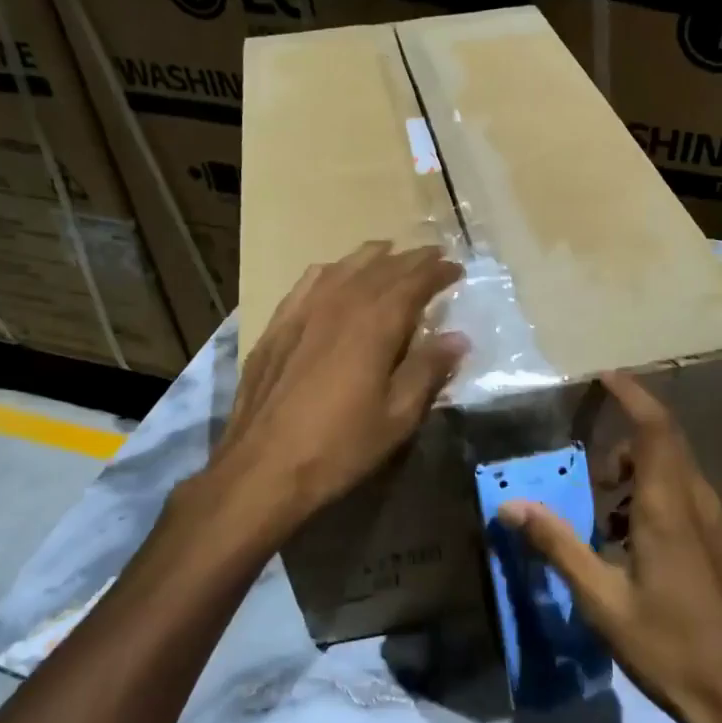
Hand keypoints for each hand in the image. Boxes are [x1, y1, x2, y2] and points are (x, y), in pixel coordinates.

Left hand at [197, 241, 467, 545]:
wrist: (263, 468)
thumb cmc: (340, 446)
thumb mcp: (397, 416)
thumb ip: (428, 370)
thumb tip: (458, 338)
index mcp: (375, 323)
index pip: (414, 281)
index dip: (437, 271)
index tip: (456, 268)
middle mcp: (340, 303)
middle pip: (381, 268)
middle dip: (410, 260)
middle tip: (432, 257)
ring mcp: (303, 311)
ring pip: (343, 268)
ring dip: (372, 258)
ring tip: (389, 254)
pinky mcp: (277, 326)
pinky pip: (308, 283)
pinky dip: (331, 271)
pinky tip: (334, 275)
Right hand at [500, 373, 721, 722]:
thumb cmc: (669, 648)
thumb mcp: (601, 600)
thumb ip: (557, 545)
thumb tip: (510, 505)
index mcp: (670, 508)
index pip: (654, 428)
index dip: (632, 394)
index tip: (607, 375)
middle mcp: (705, 505)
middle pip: (668, 447)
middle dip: (629, 443)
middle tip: (595, 474)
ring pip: (684, 478)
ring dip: (646, 479)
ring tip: (613, 522)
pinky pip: (700, 506)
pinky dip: (668, 504)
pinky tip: (651, 554)